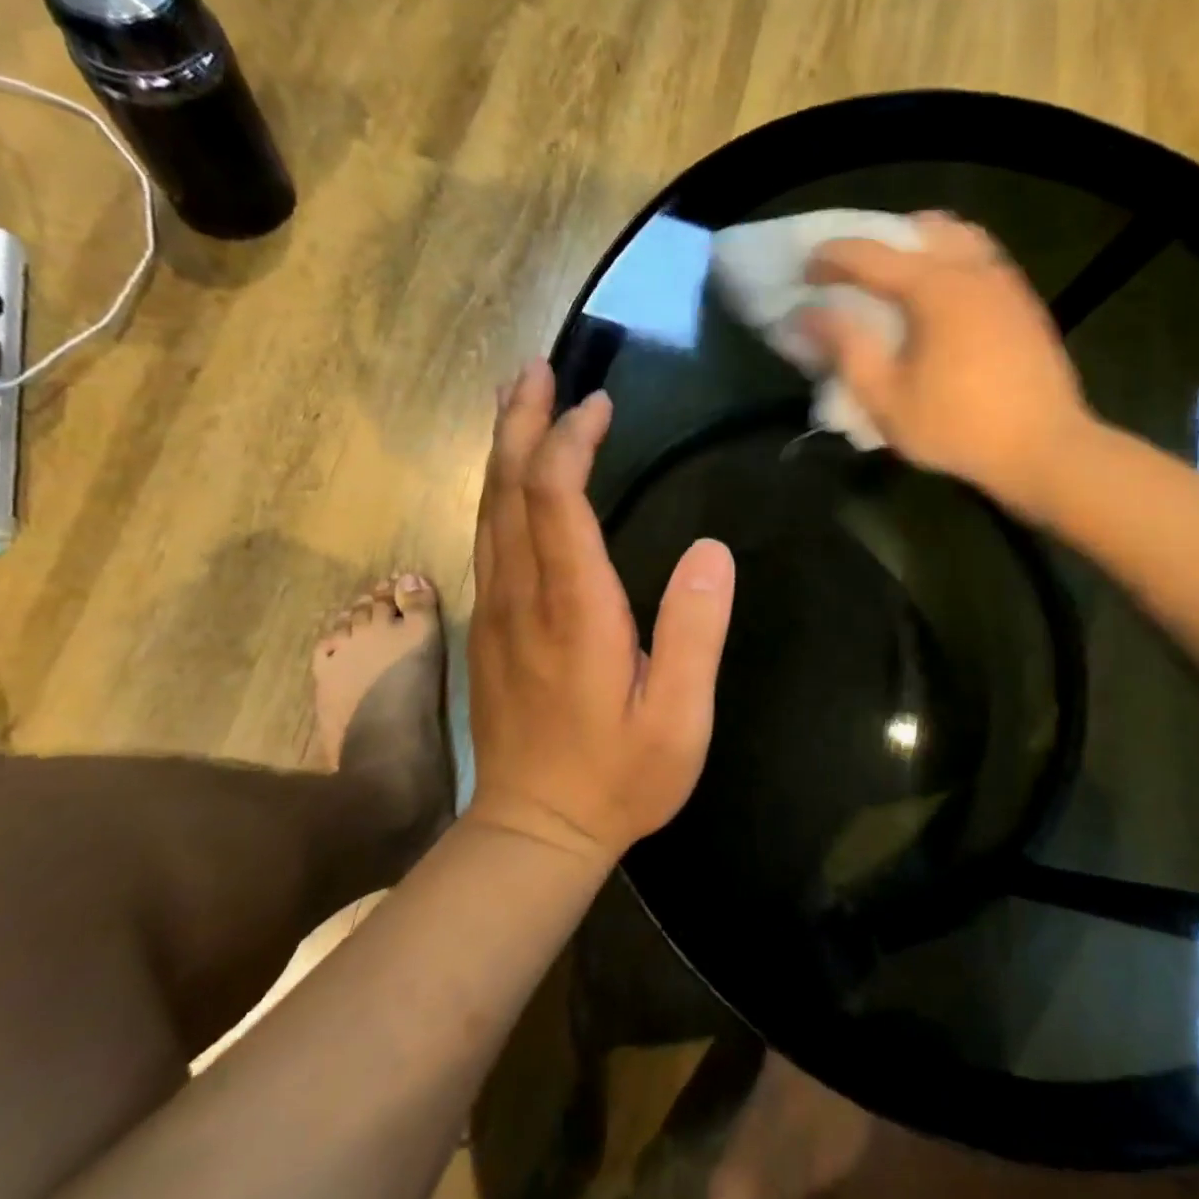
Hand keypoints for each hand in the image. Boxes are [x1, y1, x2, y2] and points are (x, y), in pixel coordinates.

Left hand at [467, 359, 736, 864]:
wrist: (534, 830)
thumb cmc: (618, 777)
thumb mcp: (679, 718)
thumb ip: (694, 632)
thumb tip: (712, 549)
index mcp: (573, 609)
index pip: (555, 498)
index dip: (571, 441)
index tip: (600, 405)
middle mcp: (522, 596)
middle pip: (508, 487)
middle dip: (521, 421)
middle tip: (537, 368)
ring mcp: (496, 609)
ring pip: (488, 508)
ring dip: (503, 446)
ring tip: (517, 397)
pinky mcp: (490, 625)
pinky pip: (486, 536)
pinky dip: (497, 488)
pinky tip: (510, 474)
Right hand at [799, 213, 1094, 519]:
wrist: (1043, 449)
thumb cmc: (957, 427)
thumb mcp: (886, 396)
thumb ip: (844, 347)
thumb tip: (806, 314)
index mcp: (934, 285)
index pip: (870, 254)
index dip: (830, 259)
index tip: (804, 273)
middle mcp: (973, 268)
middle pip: (920, 229)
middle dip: (879, 243)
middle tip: (853, 275)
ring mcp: (1006, 282)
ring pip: (957, 238)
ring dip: (919, 248)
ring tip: (896, 282)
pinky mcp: (1024, 303)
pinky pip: (980, 260)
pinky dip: (950, 264)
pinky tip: (940, 304)